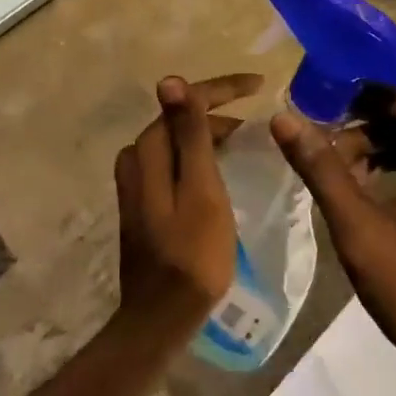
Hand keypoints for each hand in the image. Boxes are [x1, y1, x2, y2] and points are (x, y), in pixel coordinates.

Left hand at [114, 73, 262, 331]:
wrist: (161, 317)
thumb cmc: (192, 253)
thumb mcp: (200, 189)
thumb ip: (189, 134)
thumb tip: (170, 79)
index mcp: (150, 148)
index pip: (186, 100)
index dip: (223, 88)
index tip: (259, 85)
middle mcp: (136, 156)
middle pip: (180, 117)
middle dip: (218, 108)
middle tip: (255, 114)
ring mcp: (136, 180)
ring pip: (177, 139)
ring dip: (208, 131)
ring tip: (243, 137)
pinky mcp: (143, 200)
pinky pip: (173, 160)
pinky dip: (197, 154)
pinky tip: (218, 165)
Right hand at [271, 89, 395, 387]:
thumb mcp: (360, 230)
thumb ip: (322, 169)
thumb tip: (283, 118)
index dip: (360, 97)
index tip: (319, 107)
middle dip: (364, 124)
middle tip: (323, 145)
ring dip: (377, 144)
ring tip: (339, 170)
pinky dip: (395, 162)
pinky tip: (366, 186)